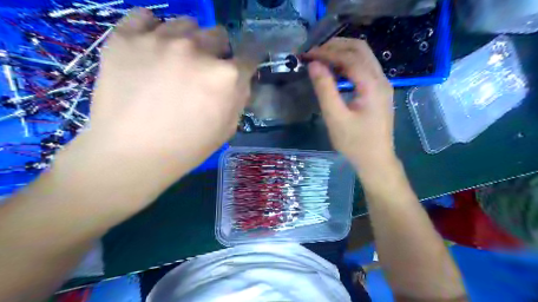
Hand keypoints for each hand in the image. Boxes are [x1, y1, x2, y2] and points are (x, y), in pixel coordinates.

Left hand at [86, 10, 254, 176]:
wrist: (131, 154)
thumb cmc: (186, 148)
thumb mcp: (227, 129)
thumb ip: (239, 99)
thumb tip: (240, 80)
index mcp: (226, 76)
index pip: (249, 56)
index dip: (247, 61)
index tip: (242, 65)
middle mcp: (198, 50)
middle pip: (219, 34)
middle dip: (218, 51)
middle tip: (205, 69)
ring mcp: (161, 39)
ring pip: (187, 24)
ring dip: (189, 41)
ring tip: (176, 61)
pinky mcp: (126, 37)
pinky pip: (146, 17)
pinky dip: (153, 29)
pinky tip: (151, 48)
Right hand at [304, 38, 396, 172]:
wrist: (376, 160)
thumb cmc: (355, 143)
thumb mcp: (335, 118)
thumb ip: (325, 90)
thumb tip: (314, 65)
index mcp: (372, 86)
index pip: (349, 57)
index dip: (327, 52)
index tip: (308, 54)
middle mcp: (381, 79)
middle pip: (360, 49)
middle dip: (336, 46)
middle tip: (314, 52)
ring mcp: (383, 85)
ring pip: (364, 57)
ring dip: (342, 53)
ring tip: (321, 58)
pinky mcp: (379, 91)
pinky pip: (364, 68)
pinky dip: (348, 63)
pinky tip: (335, 70)